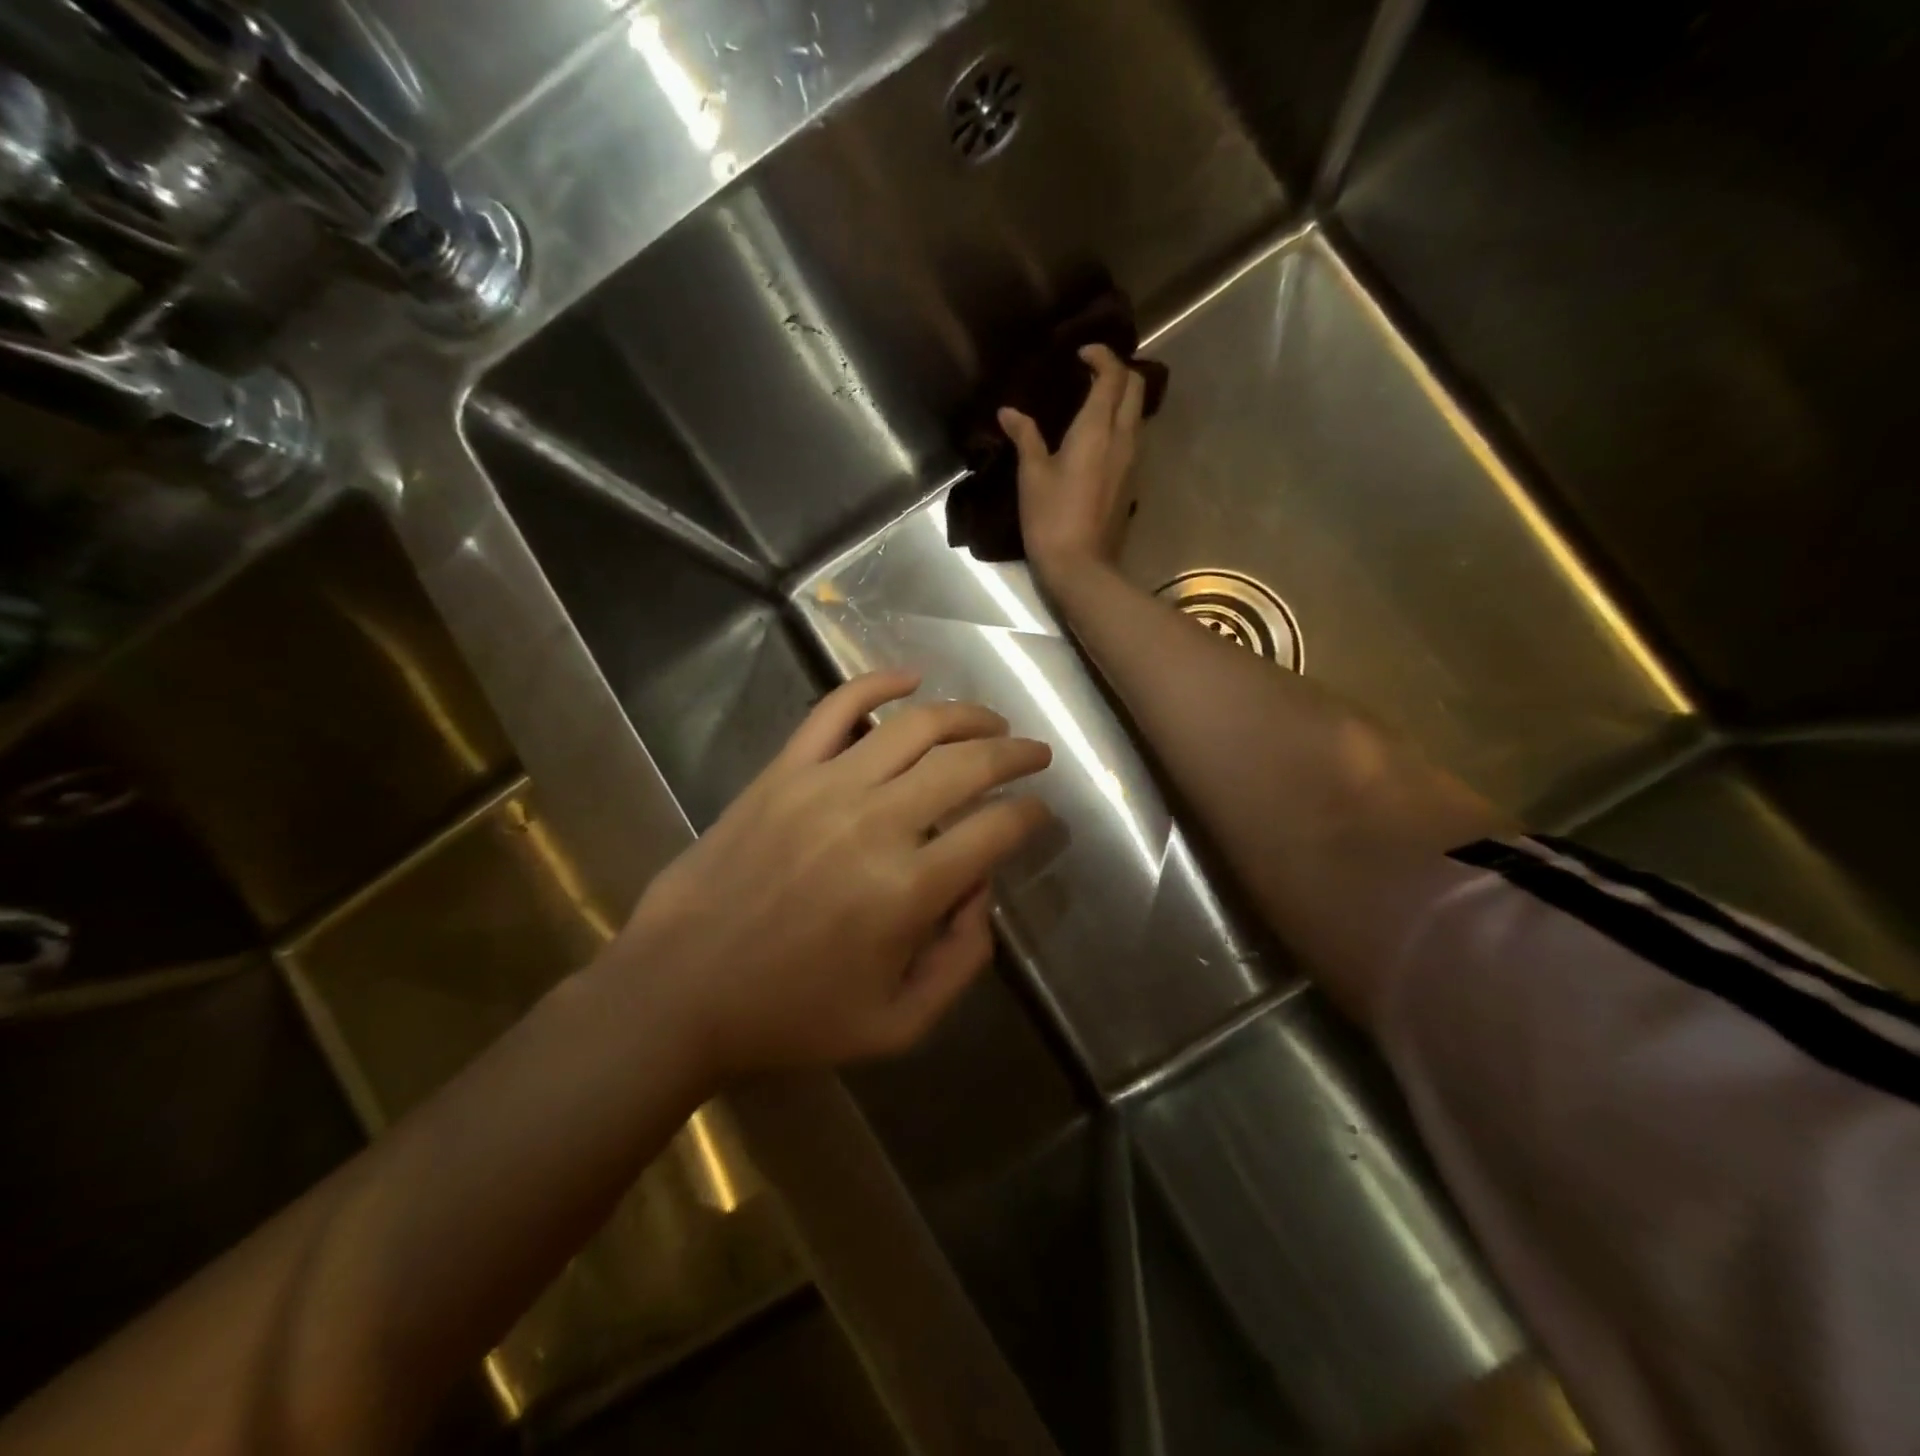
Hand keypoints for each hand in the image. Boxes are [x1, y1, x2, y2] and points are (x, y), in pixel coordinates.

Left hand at [603, 671, 1052, 1080]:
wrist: (679, 990)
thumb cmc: (792, 1016)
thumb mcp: (899, 1024)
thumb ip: (962, 959)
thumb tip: (982, 887)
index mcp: (908, 891)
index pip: (997, 829)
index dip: (1032, 815)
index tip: (1041, 812)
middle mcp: (876, 824)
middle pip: (967, 765)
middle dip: (1016, 754)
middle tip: (1036, 754)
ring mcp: (825, 787)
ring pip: (915, 727)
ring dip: (966, 715)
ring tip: (991, 721)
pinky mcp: (783, 771)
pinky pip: (835, 708)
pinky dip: (877, 683)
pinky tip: (910, 677)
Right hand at [1000, 343, 1147, 584]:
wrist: (1081, 567)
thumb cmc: (1051, 519)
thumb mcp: (1032, 476)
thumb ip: (1025, 438)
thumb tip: (1009, 412)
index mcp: (1098, 430)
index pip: (1113, 375)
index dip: (1101, 356)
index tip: (1080, 354)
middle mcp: (1123, 439)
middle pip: (1136, 388)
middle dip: (1118, 371)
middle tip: (1090, 373)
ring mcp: (1132, 462)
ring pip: (1137, 414)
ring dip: (1121, 399)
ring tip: (1091, 402)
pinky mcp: (1132, 483)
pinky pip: (1132, 439)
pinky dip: (1120, 425)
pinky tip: (1096, 438)